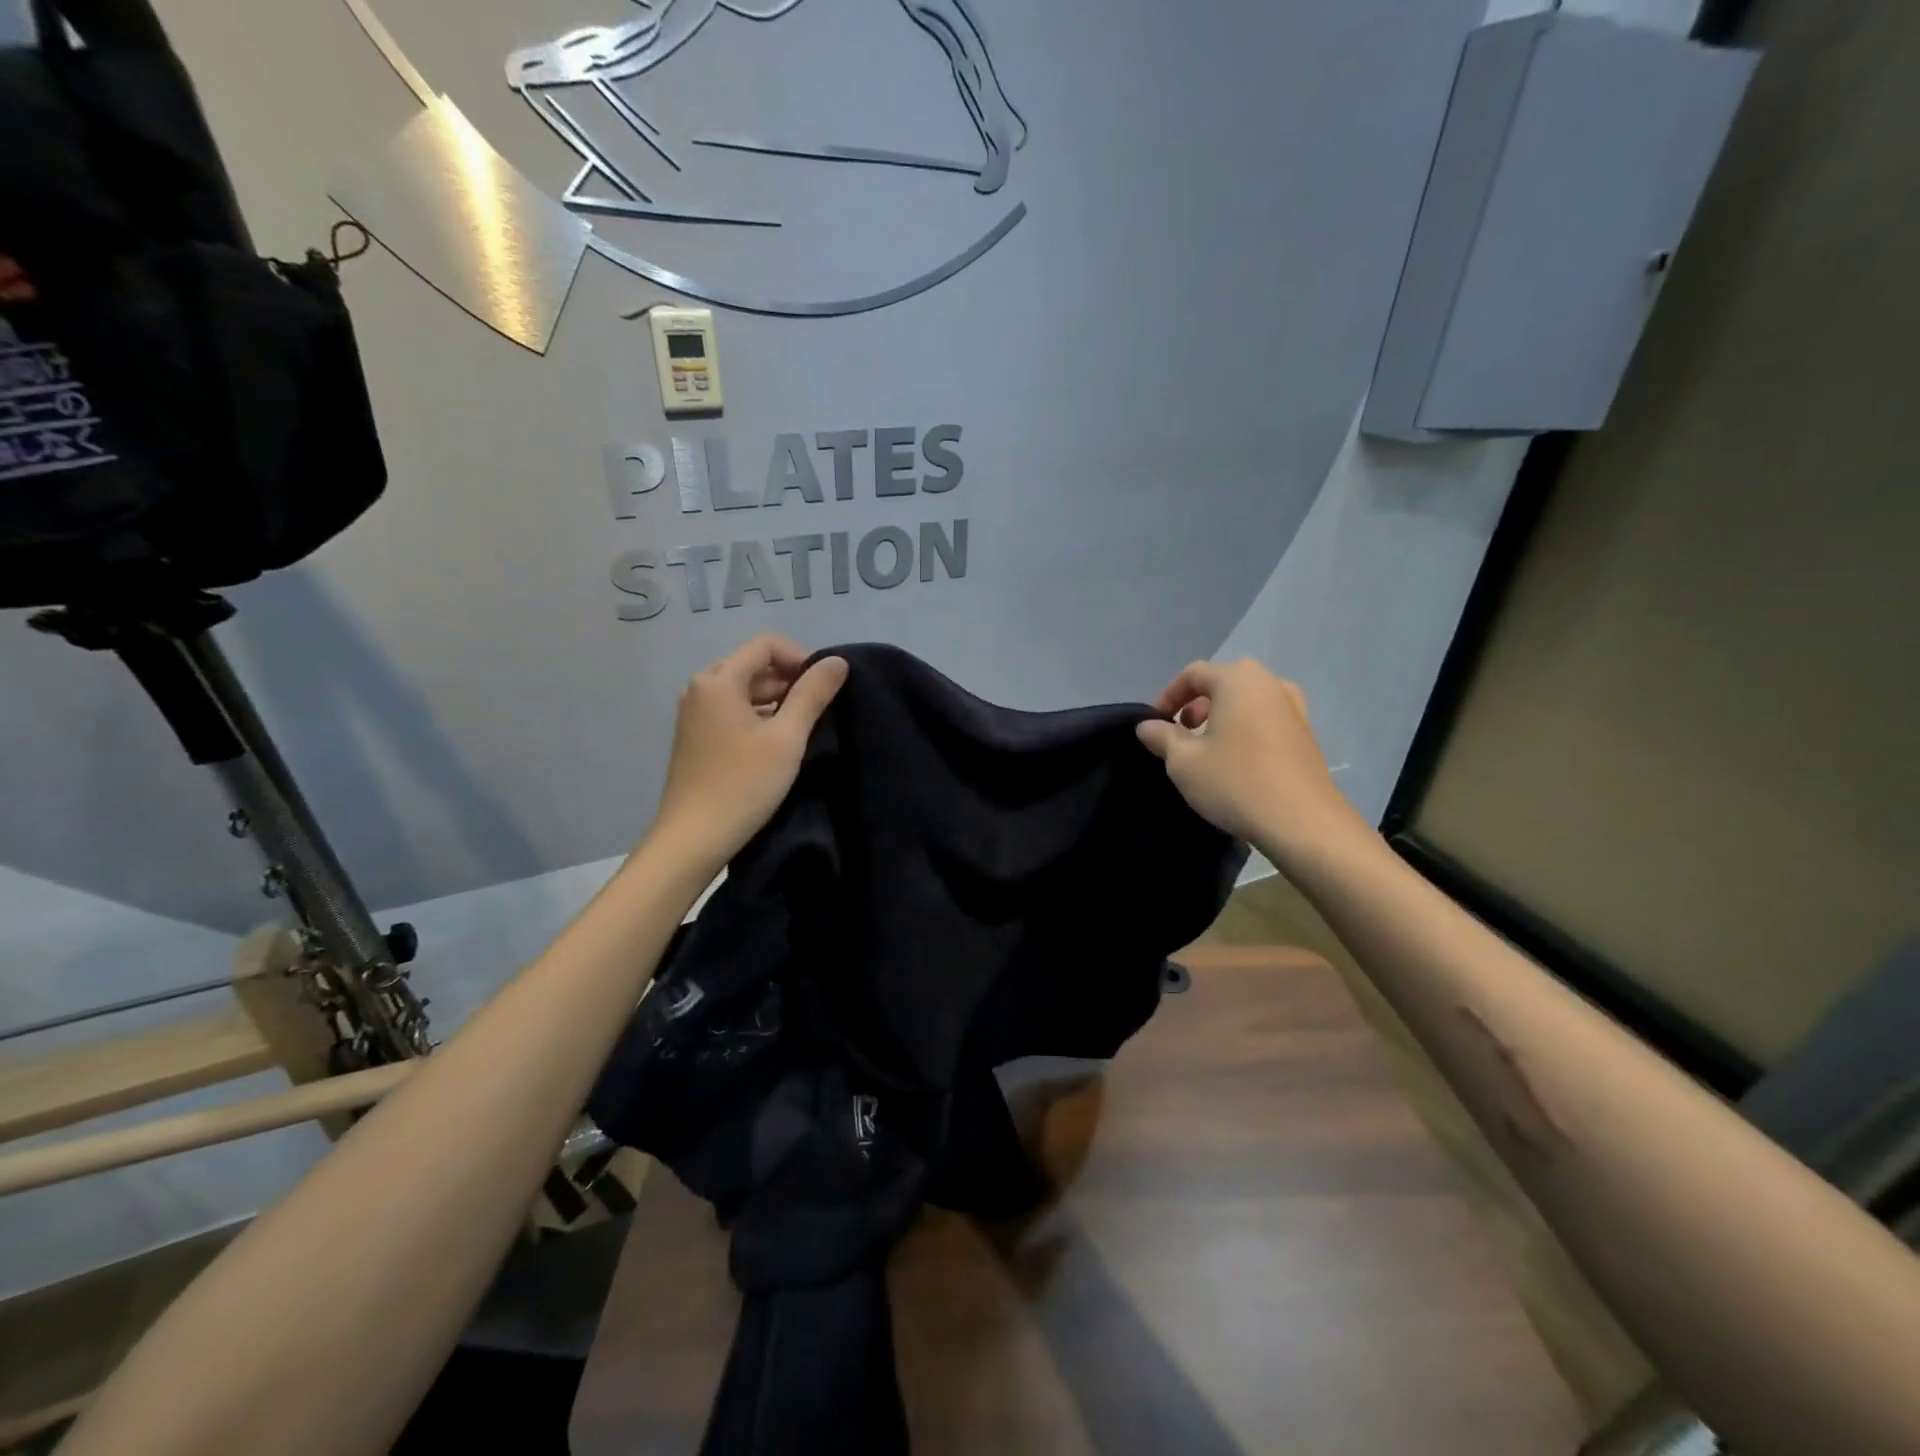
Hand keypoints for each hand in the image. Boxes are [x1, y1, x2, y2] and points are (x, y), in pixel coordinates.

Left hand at [648, 634, 848, 874]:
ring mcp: (694, 713)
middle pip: (752, 665)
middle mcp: (700, 688)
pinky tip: (775, 745)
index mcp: (718, 680)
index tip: (822, 688)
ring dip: (775, 700)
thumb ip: (812, 695)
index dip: (800, 658)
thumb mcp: (787, 739)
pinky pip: (731, 710)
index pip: (765, 645)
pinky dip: (757, 716)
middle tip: (817, 710)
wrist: (693, 838)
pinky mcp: (695, 737)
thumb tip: (837, 662)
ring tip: (801, 729)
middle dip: (789, 680)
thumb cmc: (743, 784)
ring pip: (743, 689)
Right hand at [1136, 659, 1357, 864]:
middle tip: (1181, 734)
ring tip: (1207, 749)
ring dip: (1221, 717)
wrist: (1302, 822)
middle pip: (1223, 683)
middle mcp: (1270, 684)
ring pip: (1246, 701)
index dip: (1168, 695)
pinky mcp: (1306, 734)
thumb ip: (1162, 737)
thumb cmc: (1235, 782)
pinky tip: (1236, 761)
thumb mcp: (1183, 762)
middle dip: (1196, 705)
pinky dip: (1245, 730)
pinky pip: (1265, 719)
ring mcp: (1294, 708)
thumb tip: (1147, 726)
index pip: (1193, 673)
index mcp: (1238, 680)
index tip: (1155, 724)